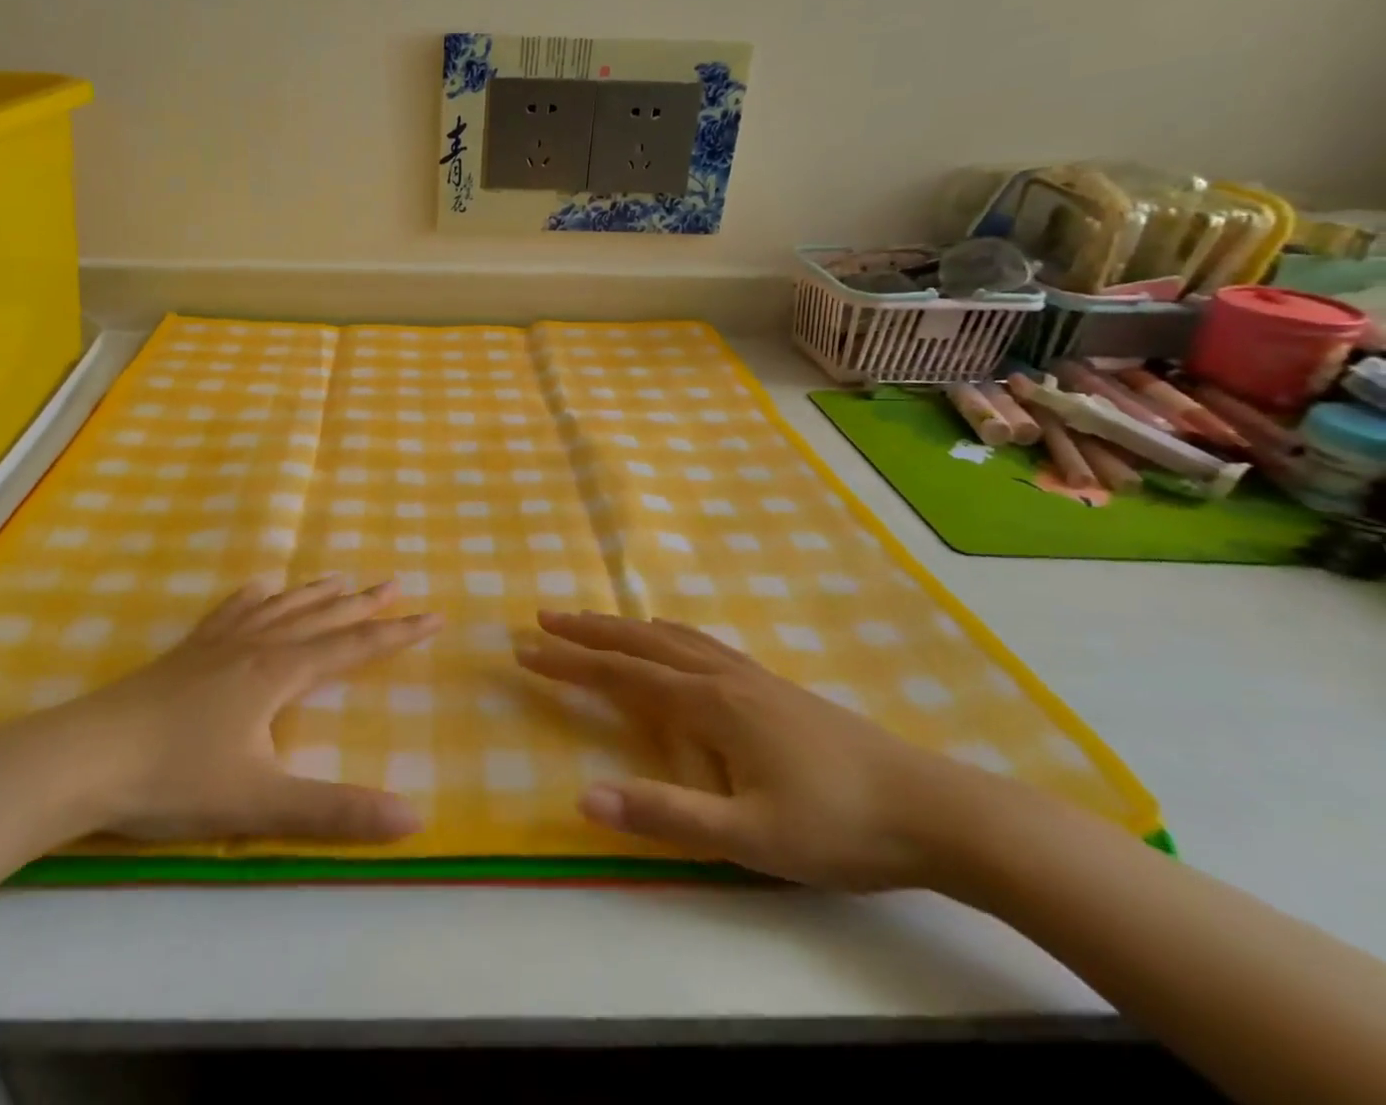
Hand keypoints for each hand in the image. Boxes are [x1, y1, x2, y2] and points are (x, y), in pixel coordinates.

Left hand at [26, 575, 441, 845]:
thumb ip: (337, 811)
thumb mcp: (261, 803)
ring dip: (316, 593)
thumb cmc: (175, 778)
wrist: (83, 758)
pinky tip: (260, 586)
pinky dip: (254, 595)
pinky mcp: (187, 652)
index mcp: (279, 674)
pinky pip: (231, 610)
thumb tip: (414, 818)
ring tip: (342, 577)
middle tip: (395, 582)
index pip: (353, 647)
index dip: (397, 633)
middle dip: (363, 603)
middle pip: (321, 617)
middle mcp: (256, 646)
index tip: (434, 614)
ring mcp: (218, 643)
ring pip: (281, 608)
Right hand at [515, 611, 999, 889]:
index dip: (569, 664)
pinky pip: (701, 643)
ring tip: (592, 621)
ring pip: (670, 638)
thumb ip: (665, 816)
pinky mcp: (772, 685)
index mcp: (708, 706)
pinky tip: (671, 638)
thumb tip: (583, 797)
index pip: (620, 677)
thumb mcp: (748, 839)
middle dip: (587, 632)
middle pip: (639, 644)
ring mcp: (750, 676)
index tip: (524, 651)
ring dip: (623, 628)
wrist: (933, 809)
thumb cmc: (838, 829)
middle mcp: (721, 677)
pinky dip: (666, 633)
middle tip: (542, 617)